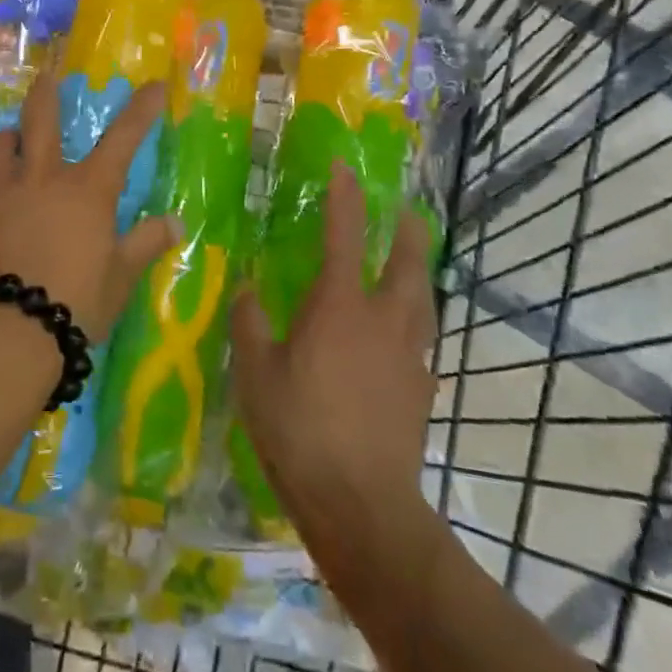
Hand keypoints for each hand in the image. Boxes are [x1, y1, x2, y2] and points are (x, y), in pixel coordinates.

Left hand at [0, 53, 180, 338]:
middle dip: (46, 94)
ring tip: (9, 138)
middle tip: (47, 75)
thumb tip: (175, 223)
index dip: (140, 110)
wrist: (3, 332)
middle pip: (41, 122)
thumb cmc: (74, 303)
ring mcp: (0, 197)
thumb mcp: (120, 278)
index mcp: (87, 191)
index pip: (123, 139)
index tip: (153, 84)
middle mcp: (42, 181)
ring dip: (7, 139)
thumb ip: (146, 244)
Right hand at [231, 163, 435, 560]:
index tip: (344, 168)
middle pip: (410, 261)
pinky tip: (402, 336)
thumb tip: (246, 289)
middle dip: (409, 229)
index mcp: (340, 306)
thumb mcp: (255, 373)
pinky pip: (422, 339)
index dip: (345, 196)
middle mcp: (383, 319)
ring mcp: (410, 354)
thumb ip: (249, 323)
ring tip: (412, 262)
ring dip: (420, 271)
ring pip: (424, 298)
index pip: (345, 235)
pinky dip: (415, 321)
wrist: (362, 503)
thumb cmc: (299, 430)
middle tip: (404, 211)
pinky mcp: (422, 388)